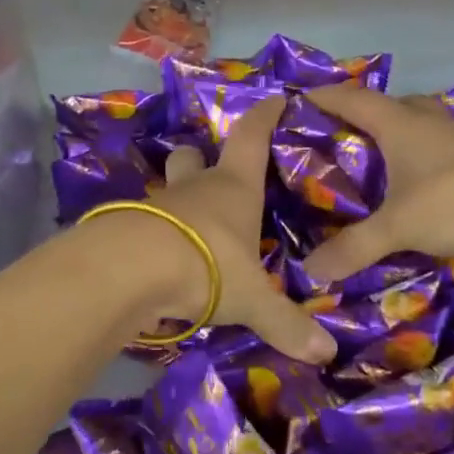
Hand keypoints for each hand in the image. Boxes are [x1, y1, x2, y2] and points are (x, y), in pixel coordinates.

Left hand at [143, 95, 336, 364]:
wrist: (130, 269)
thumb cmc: (207, 264)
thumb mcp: (253, 298)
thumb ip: (286, 324)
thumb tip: (327, 356)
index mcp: (233, 188)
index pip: (251, 137)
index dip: (264, 116)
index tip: (275, 98)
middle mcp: (195, 188)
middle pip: (193, 156)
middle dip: (199, 158)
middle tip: (209, 173)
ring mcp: (156, 204)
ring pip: (166, 190)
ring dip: (175, 202)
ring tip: (188, 227)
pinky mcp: (125, 226)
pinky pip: (143, 224)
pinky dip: (153, 235)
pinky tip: (160, 258)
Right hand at [302, 85, 453, 280]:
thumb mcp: (397, 227)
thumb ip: (353, 247)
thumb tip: (310, 271)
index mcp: (400, 124)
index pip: (353, 98)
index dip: (326, 96)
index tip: (301, 98)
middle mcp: (428, 122)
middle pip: (390, 105)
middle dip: (364, 114)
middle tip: (341, 135)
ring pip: (419, 126)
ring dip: (397, 136)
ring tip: (376, 161)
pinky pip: (439, 150)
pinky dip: (422, 160)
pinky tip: (417, 185)